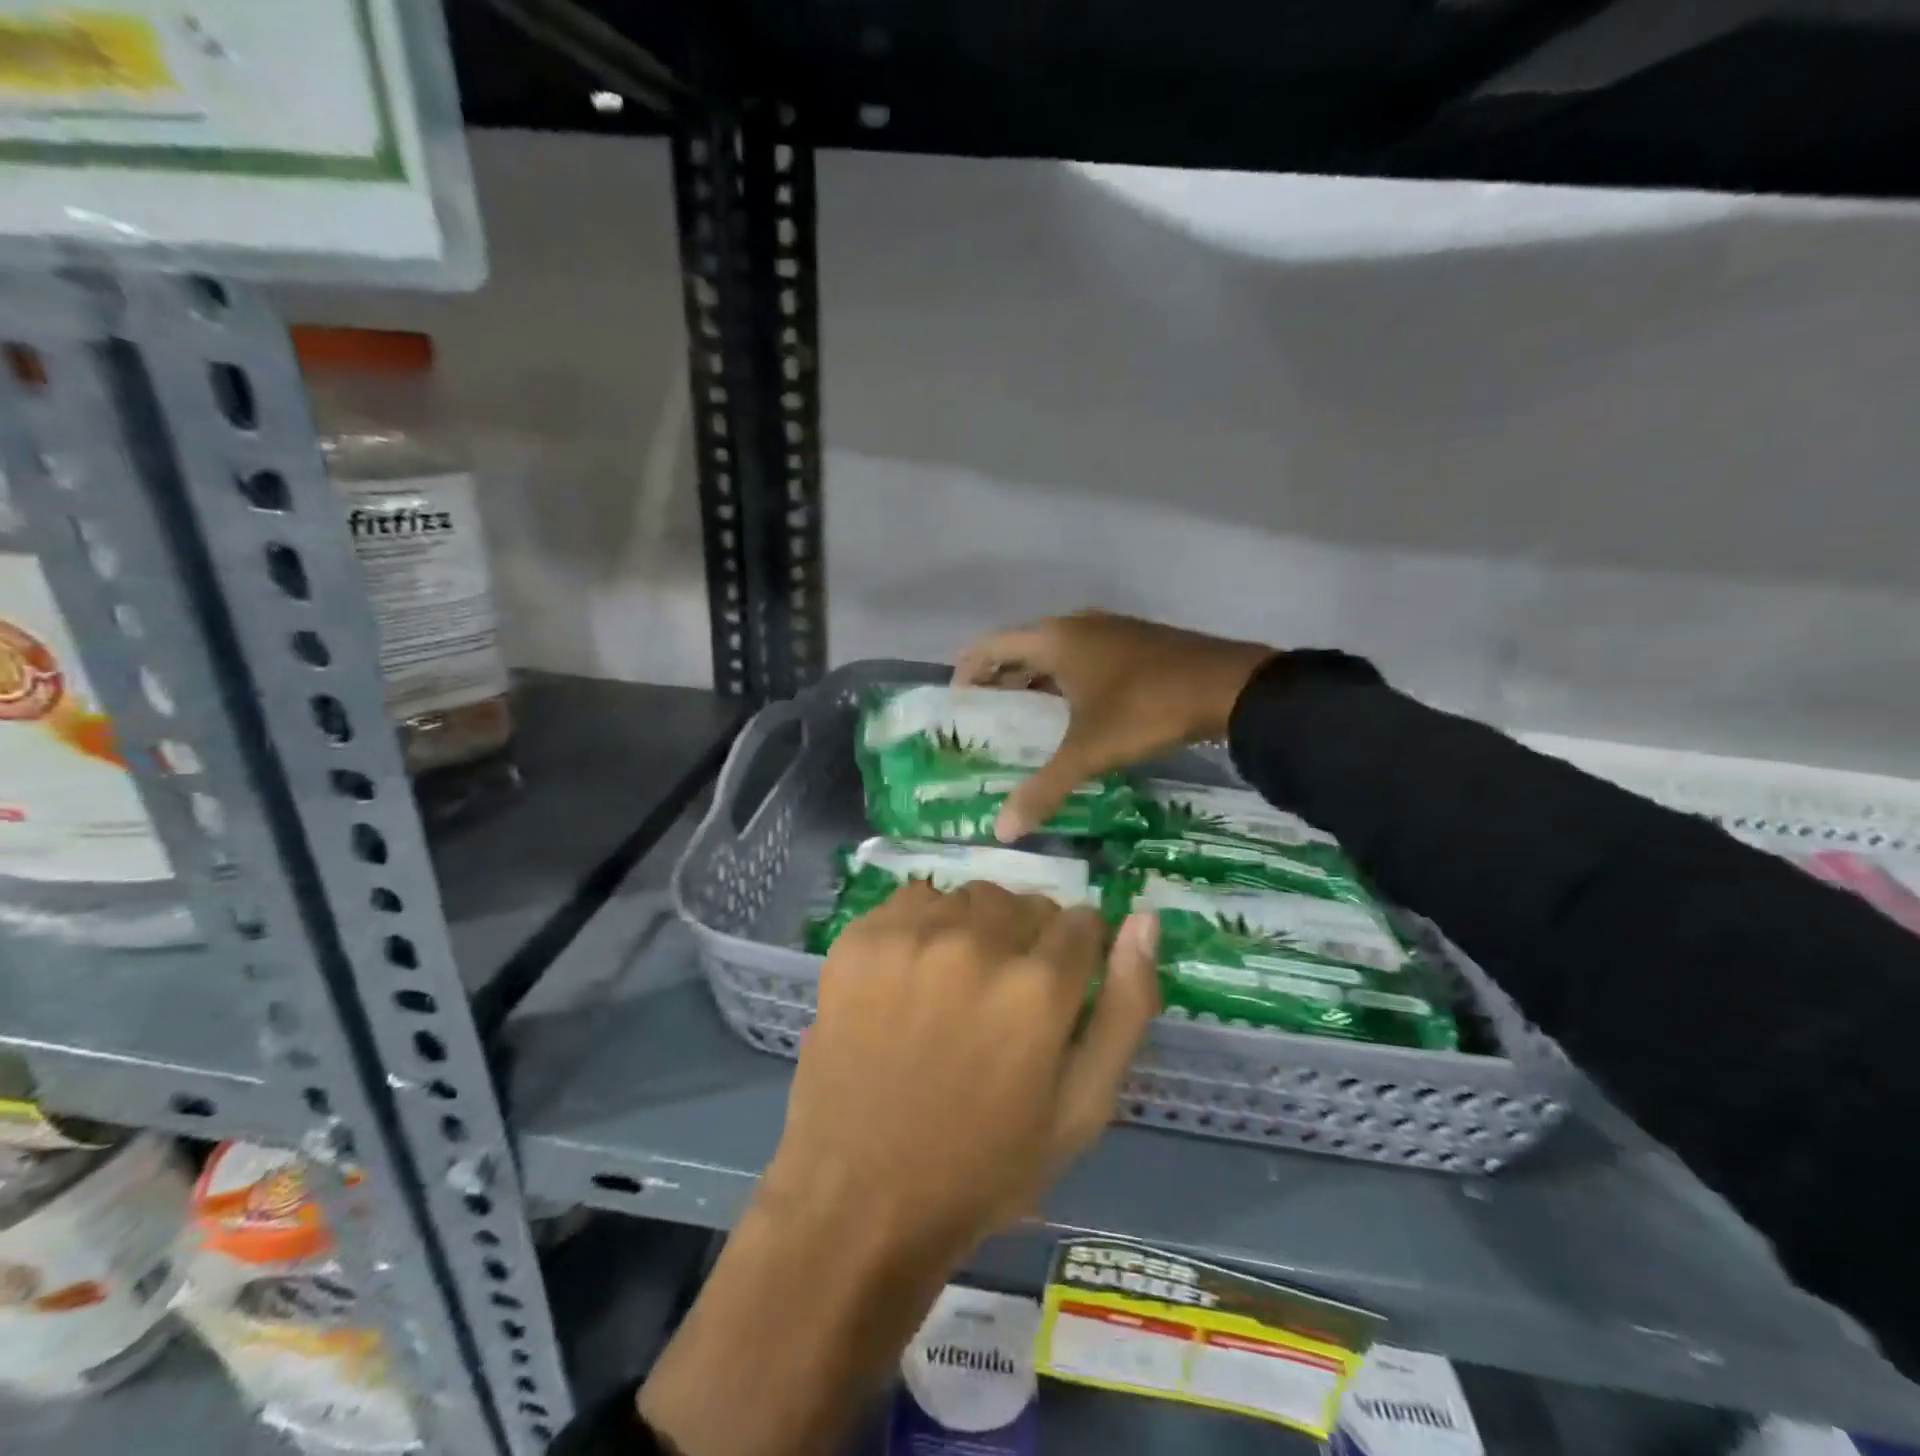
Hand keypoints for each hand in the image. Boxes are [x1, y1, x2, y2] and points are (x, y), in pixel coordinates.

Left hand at [762, 879, 1160, 1268]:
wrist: (861, 1195)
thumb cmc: (984, 1165)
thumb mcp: (1081, 1109)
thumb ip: (1125, 1007)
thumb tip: (1144, 921)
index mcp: (1038, 988)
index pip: (1082, 921)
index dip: (1078, 954)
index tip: (1060, 986)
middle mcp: (977, 944)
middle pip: (1025, 902)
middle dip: (1029, 939)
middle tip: (1005, 995)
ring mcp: (912, 936)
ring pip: (971, 896)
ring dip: (977, 927)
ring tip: (957, 984)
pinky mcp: (861, 938)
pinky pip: (914, 899)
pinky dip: (925, 925)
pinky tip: (912, 974)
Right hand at [954, 609, 1274, 840]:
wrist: (1228, 686)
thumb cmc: (1145, 710)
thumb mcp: (1089, 752)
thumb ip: (1043, 788)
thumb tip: (1001, 830)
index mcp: (1055, 639)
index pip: (991, 645)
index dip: (967, 670)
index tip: (957, 704)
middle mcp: (1076, 626)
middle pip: (1021, 647)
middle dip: (999, 680)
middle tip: (985, 719)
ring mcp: (1110, 630)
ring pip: (1056, 653)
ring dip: (1034, 681)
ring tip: (1022, 721)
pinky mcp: (1135, 642)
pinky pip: (1084, 657)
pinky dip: (1065, 681)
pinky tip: (1073, 714)